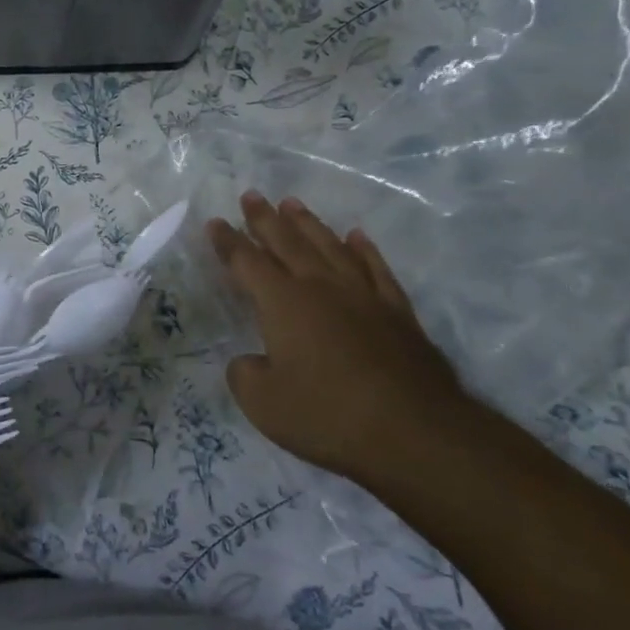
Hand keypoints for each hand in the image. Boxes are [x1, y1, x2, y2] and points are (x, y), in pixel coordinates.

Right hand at [210, 191, 471, 481]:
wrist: (414, 433)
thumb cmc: (327, 416)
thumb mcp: (263, 403)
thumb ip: (245, 375)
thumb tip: (251, 361)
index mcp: (283, 303)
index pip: (246, 262)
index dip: (228, 242)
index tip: (215, 222)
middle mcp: (321, 288)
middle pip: (288, 242)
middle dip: (265, 219)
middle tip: (252, 196)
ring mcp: (363, 296)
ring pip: (330, 247)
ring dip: (309, 224)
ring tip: (293, 204)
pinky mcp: (398, 314)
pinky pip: (376, 269)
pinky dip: (364, 250)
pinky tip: (357, 238)